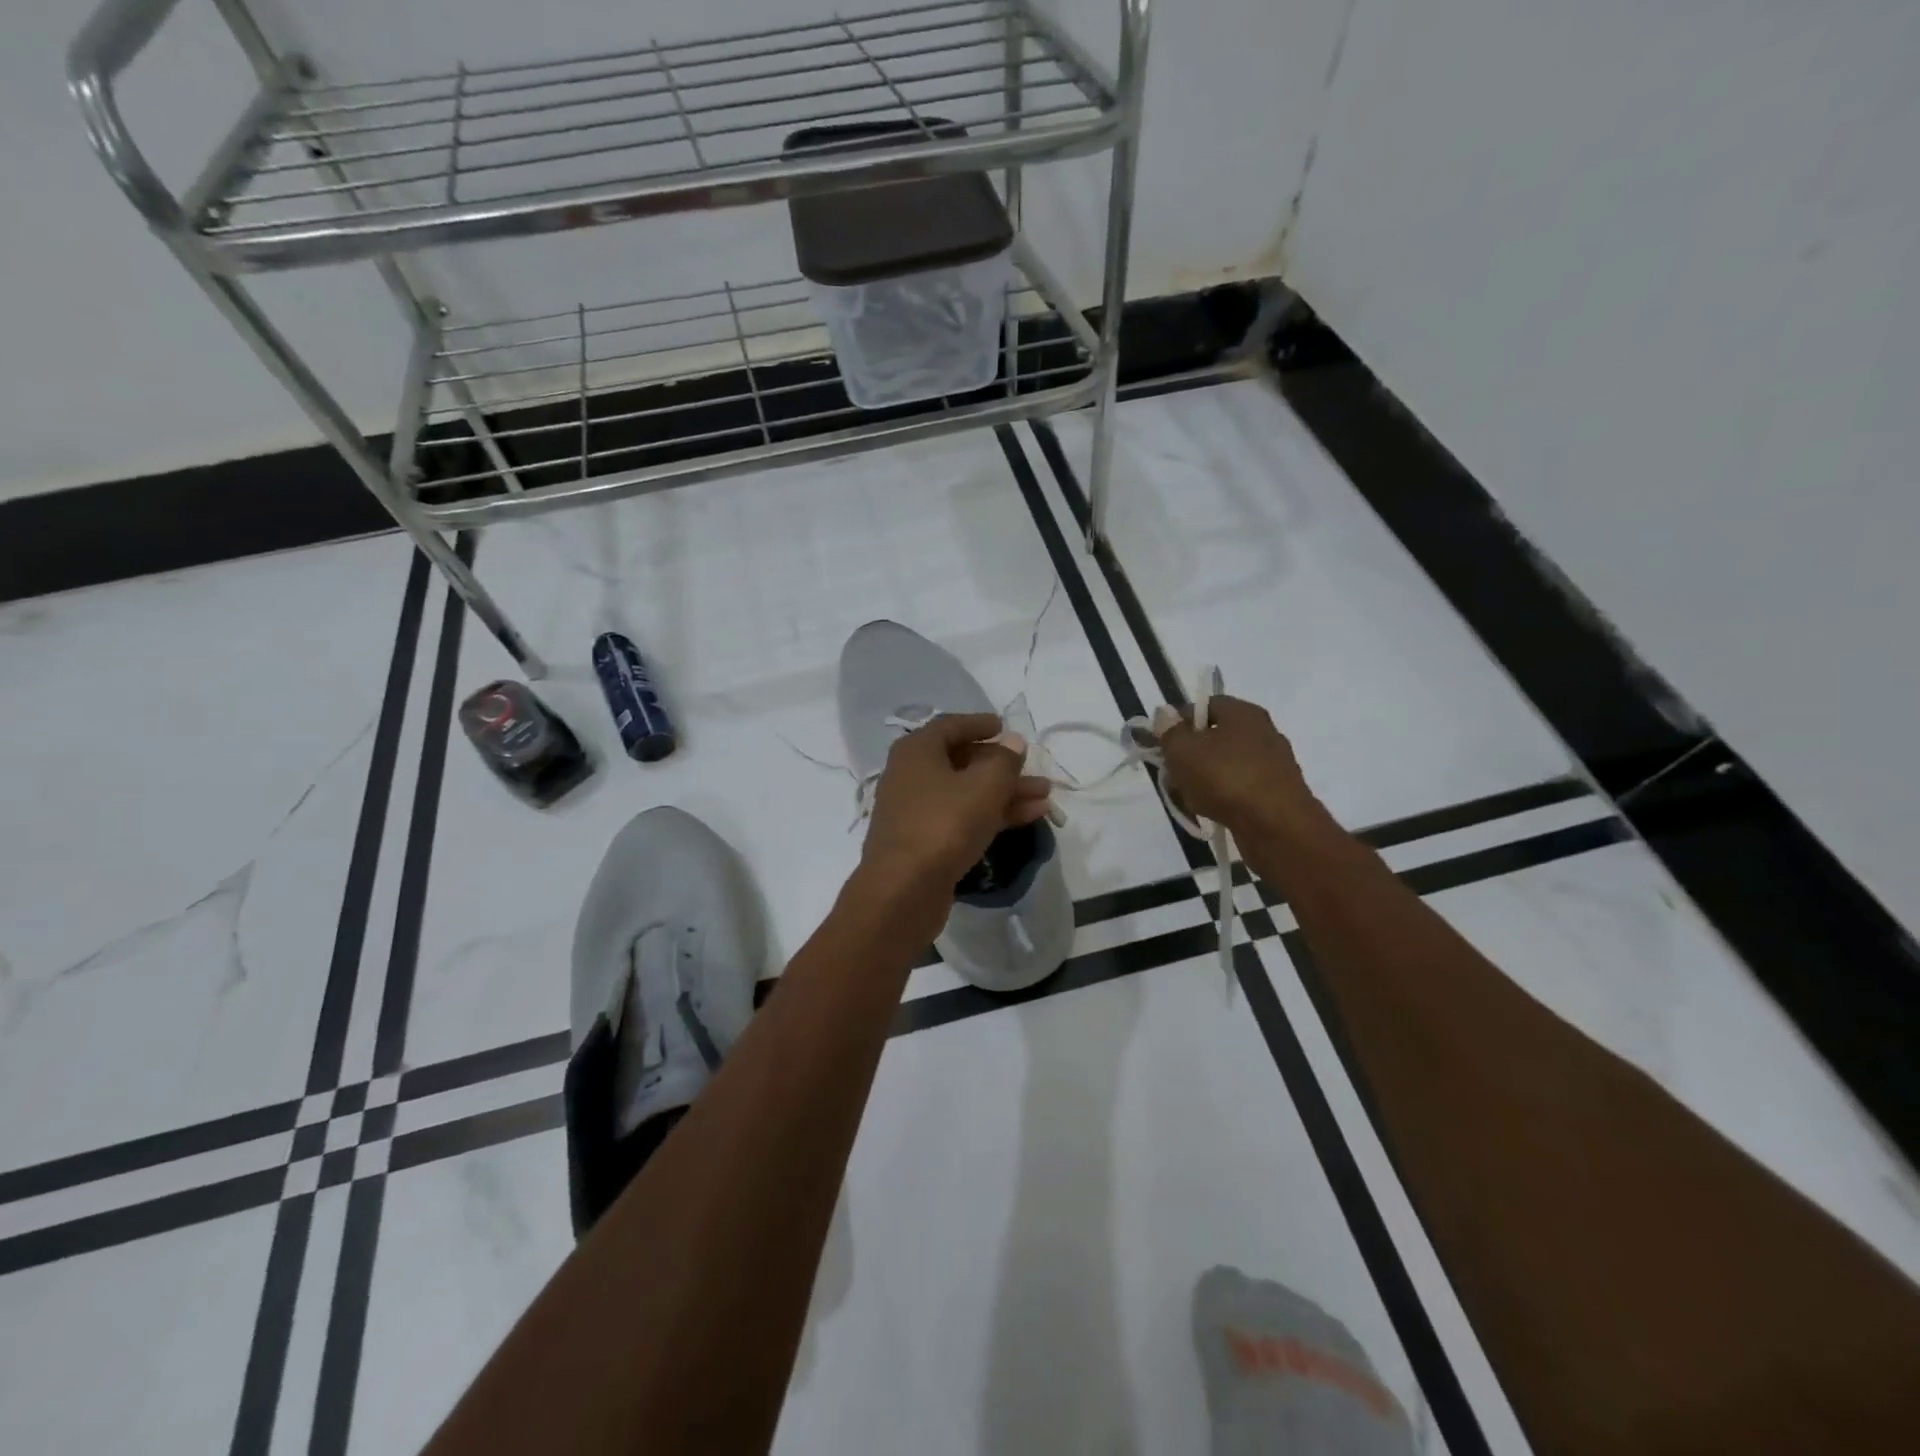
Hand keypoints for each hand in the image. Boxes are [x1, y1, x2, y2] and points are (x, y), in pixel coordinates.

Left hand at [860, 713, 1052, 901]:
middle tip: (1036, 772)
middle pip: (962, 762)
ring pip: (967, 792)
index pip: (951, 726)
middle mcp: (911, 775)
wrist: (903, 890)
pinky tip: (1029, 817)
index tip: (1005, 727)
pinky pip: (962, 817)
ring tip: (1046, 797)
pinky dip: (993, 814)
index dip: (980, 724)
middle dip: (1003, 767)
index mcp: (917, 751)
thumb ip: (1004, 760)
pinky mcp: (925, 841)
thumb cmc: (943, 824)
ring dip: (1005, 792)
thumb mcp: (984, 786)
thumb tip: (1013, 741)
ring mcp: (916, 810)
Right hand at [1155, 695, 1326, 839]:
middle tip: (1172, 773)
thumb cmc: (1225, 778)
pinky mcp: (1276, 793)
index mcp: (1243, 713)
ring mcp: (1272, 764)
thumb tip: (1164, 715)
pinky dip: (1222, 797)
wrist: (1276, 826)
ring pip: (1224, 765)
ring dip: (1202, 779)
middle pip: (1214, 737)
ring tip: (1188, 798)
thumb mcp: (1183, 750)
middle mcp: (1263, 732)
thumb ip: (1169, 731)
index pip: (1205, 706)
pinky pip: (1239, 788)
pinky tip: (1210, 812)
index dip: (1178, 721)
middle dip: (1188, 755)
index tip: (1161, 743)